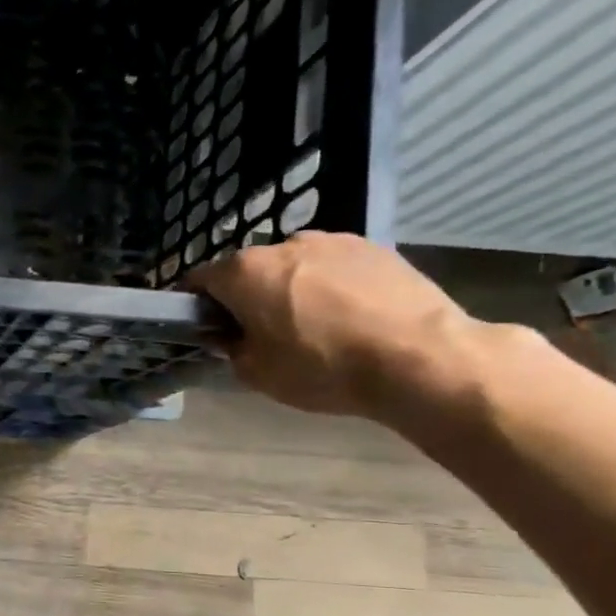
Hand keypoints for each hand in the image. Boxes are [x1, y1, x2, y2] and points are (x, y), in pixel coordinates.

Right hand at [191, 232, 483, 420]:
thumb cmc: (321, 367)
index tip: (206, 327)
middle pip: (248, 270)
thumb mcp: (256, 374)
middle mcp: (283, 244)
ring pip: (293, 265)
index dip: (196, 304)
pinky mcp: (374, 247)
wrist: (418, 357)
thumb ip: (232, 349)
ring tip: (312, 326)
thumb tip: (231, 336)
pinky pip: (333, 267)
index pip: (199, 280)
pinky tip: (348, 318)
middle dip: (246, 296)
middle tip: (261, 333)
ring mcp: (332, 241)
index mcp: (244, 272)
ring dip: (290, 288)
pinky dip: (329, 286)